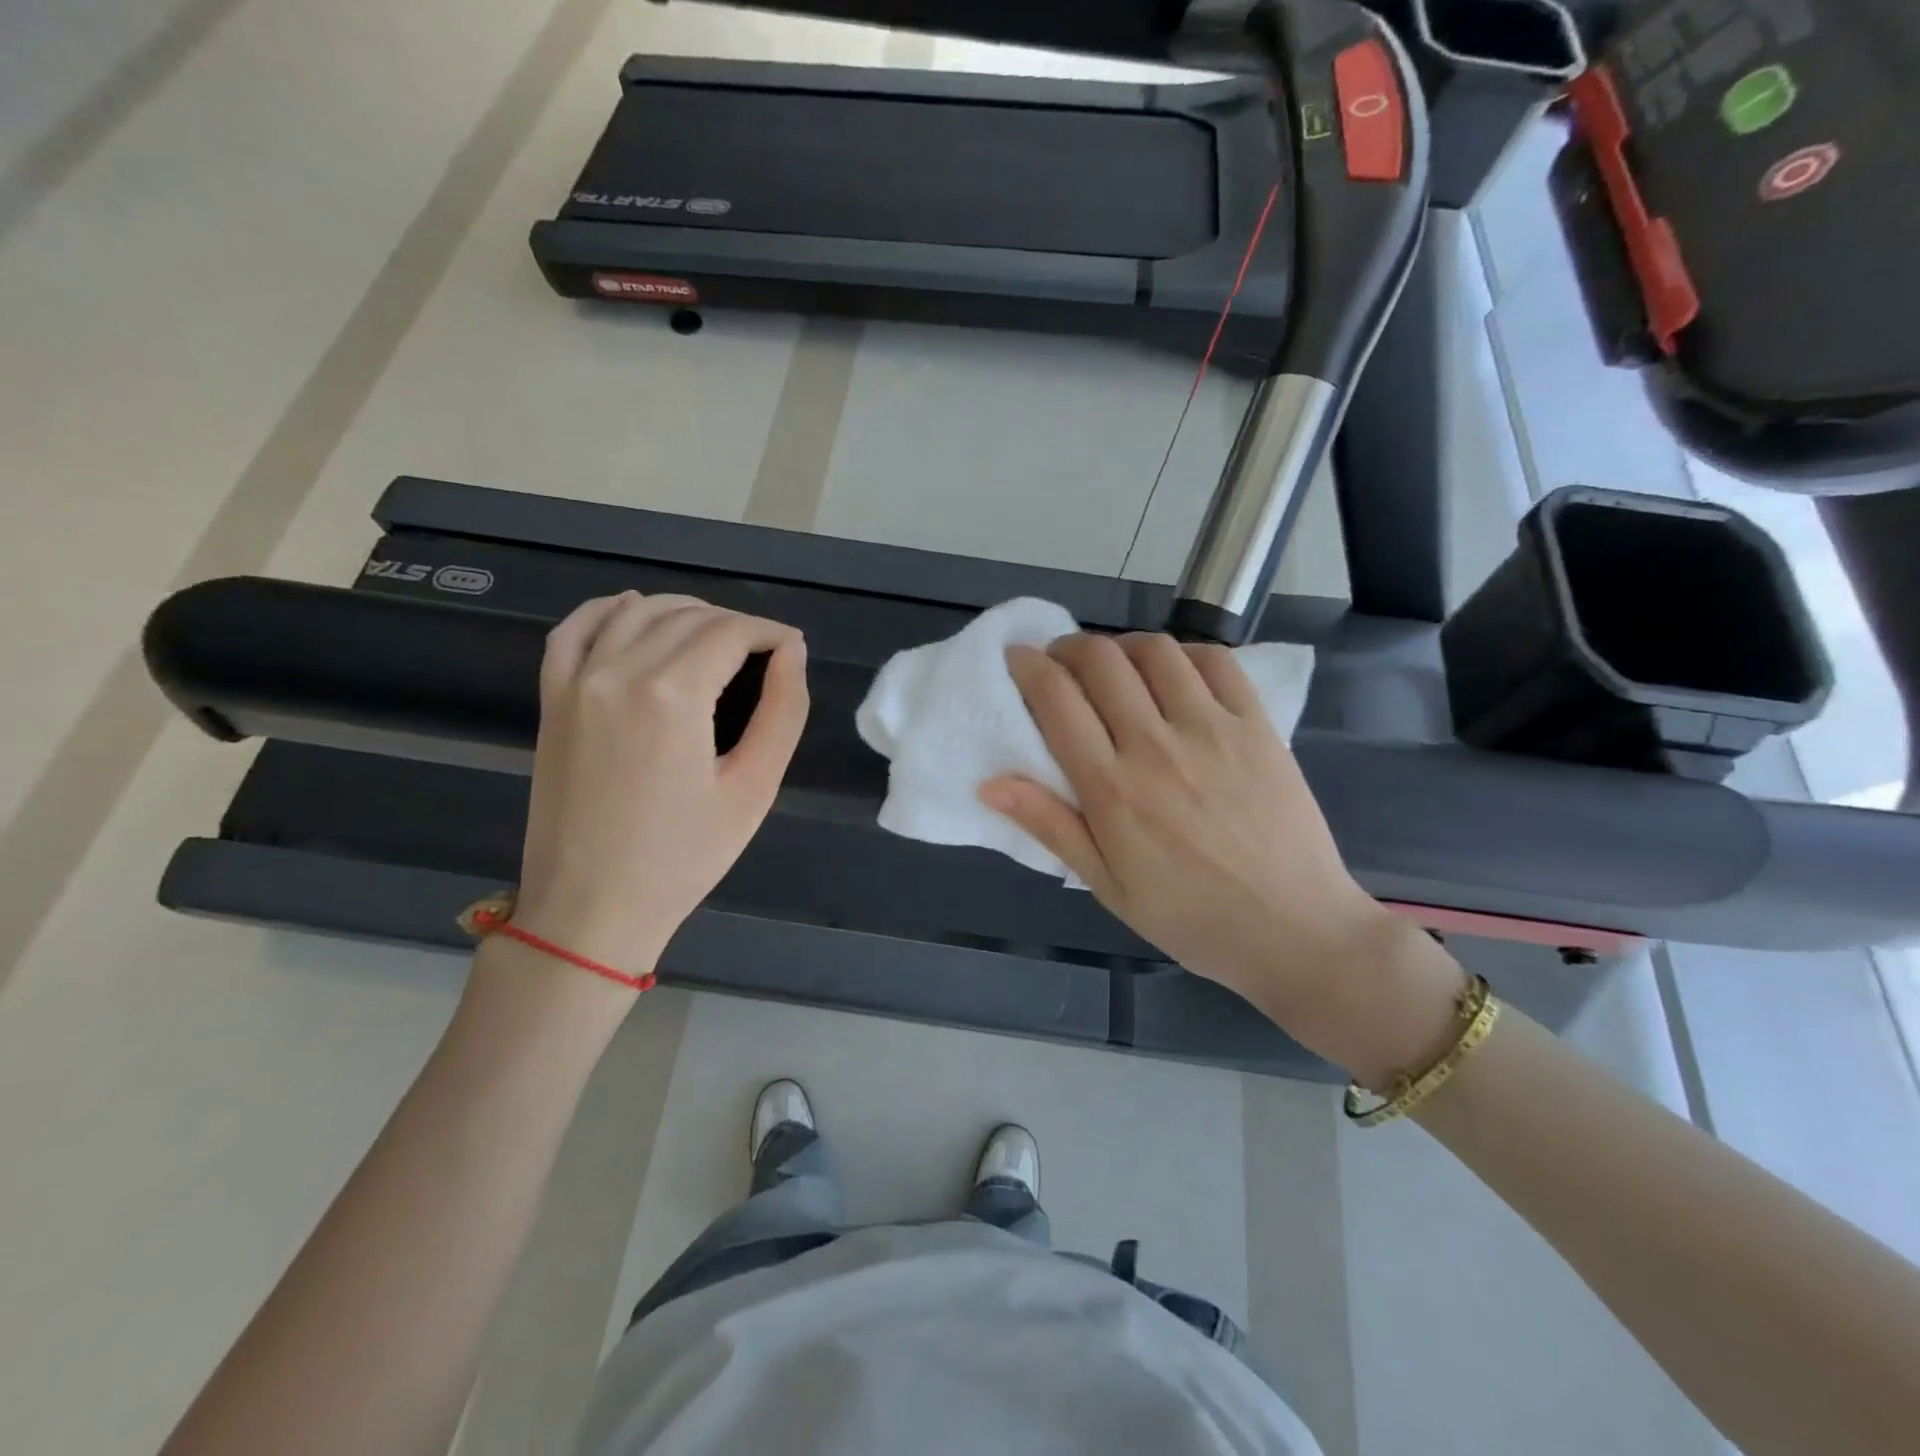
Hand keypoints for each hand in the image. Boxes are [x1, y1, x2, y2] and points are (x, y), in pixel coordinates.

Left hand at [512, 592, 808, 984]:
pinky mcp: (552, 699)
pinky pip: (574, 629)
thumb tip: (792, 653)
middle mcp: (618, 671)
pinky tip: (634, 613)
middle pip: (687, 617)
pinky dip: (609, 610)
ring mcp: (576, 681)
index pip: (730, 631)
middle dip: (735, 624)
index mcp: (672, 694)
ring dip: (683, 612)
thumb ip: (782, 711)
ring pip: (636, 611)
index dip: (770, 632)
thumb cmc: (684, 857)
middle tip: (766, 653)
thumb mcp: (754, 788)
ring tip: (716, 638)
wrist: (591, 907)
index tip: (793, 648)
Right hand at [981, 634, 1462, 1080]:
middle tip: (1062, 662)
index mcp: (1112, 788)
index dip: (1028, 666)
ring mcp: (1212, 728)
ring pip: (1155, 649)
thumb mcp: (1107, 885)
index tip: (1017, 659)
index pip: (1056, 699)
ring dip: (1123, 645)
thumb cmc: (1190, 916)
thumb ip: (1051, 826)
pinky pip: (1215, 660)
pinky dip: (1184, 653)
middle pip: (1100, 660)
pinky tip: (1175, 673)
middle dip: (1068, 647)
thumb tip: (989, 782)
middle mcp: (1155, 745)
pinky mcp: (1257, 724)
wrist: (1294, 930)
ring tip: (1117, 666)